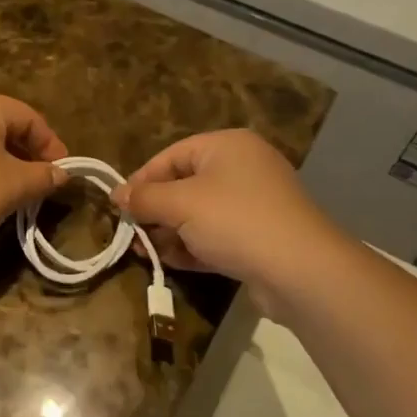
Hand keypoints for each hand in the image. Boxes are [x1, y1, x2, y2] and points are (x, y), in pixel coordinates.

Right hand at [115, 130, 330, 308]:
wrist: (301, 271)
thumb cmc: (234, 220)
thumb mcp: (180, 204)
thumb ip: (144, 197)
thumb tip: (116, 193)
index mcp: (227, 146)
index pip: (171, 156)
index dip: (142, 180)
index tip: (119, 206)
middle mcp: (243, 168)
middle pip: (184, 185)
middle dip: (155, 211)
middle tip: (132, 234)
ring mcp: (254, 204)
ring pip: (199, 214)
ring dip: (171, 232)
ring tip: (146, 252)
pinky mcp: (260, 238)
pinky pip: (217, 236)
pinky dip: (193, 247)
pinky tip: (172, 263)